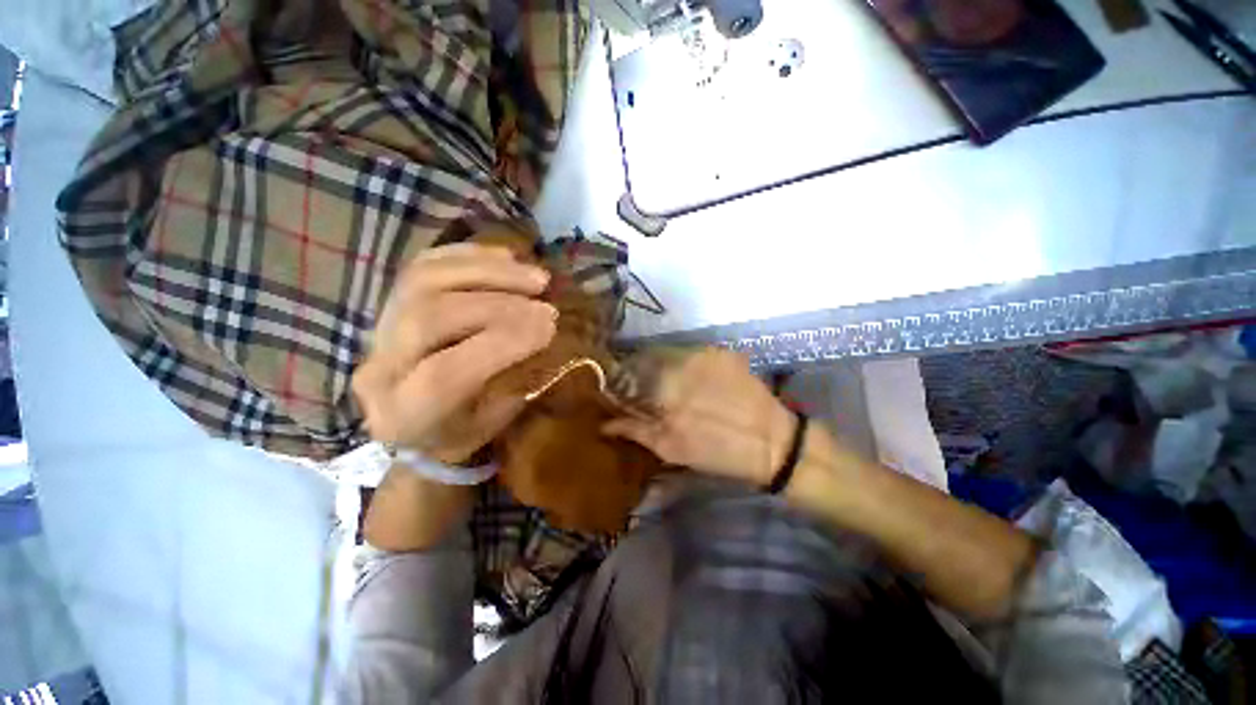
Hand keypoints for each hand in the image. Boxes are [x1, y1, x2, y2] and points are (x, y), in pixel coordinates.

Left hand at [352, 242, 556, 462]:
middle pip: (430, 317)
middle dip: (499, 305)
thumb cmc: (461, 432)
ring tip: (536, 278)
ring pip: (425, 281)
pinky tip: (508, 259)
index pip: (446, 373)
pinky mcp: (389, 302)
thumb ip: (513, 382)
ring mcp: (377, 329)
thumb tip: (542, 329)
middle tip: (546, 304)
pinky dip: (470, 256)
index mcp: (406, 416)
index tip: (550, 327)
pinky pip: (425, 265)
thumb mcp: (492, 424)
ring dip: (489, 272)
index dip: (502, 343)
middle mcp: (380, 370)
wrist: (413, 424)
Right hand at [603, 349, 796, 486]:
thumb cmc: (717, 452)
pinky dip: (687, 365)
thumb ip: (635, 430)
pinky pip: (692, 354)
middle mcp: (680, 366)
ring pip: (669, 354)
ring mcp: (702, 355)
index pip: (627, 372)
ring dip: (665, 366)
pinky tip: (698, 381)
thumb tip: (605, 424)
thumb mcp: (671, 449)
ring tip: (677, 385)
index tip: (622, 390)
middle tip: (649, 389)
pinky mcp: (720, 352)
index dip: (621, 379)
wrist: (771, 442)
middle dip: (641, 372)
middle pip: (646, 358)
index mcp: (664, 391)